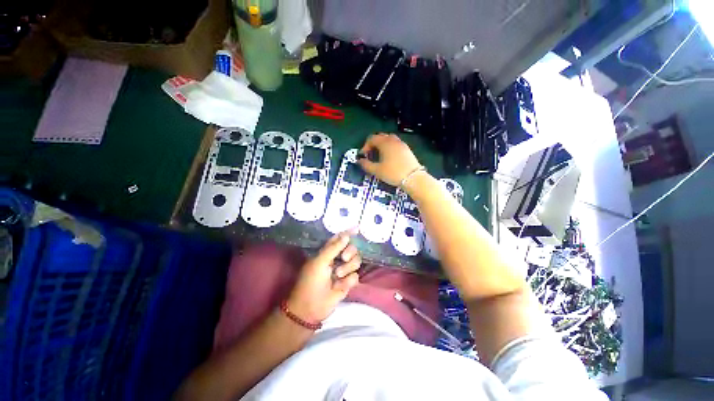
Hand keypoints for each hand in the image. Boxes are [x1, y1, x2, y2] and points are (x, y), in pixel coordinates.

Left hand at [287, 229, 361, 323]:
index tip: (357, 229)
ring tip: (338, 276)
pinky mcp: (348, 283)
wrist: (310, 308)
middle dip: (350, 252)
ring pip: (356, 261)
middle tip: (343, 258)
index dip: (348, 233)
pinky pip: (356, 276)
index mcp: (328, 251)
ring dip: (348, 268)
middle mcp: (338, 259)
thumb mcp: (319, 262)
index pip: (340, 238)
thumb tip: (346, 235)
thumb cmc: (311, 281)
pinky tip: (339, 286)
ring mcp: (344, 271)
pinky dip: (348, 281)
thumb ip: (333, 248)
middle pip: (352, 248)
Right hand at [357, 133, 421, 186]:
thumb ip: (366, 165)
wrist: (413, 178)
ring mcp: (401, 144)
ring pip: (389, 139)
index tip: (363, 155)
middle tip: (370, 154)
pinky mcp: (407, 149)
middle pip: (380, 137)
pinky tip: (389, 158)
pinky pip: (395, 144)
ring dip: (382, 145)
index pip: (372, 139)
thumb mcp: (377, 170)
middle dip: (373, 144)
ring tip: (379, 155)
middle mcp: (393, 140)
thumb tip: (359, 161)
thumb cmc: (393, 173)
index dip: (365, 146)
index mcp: (385, 143)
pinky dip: (389, 147)